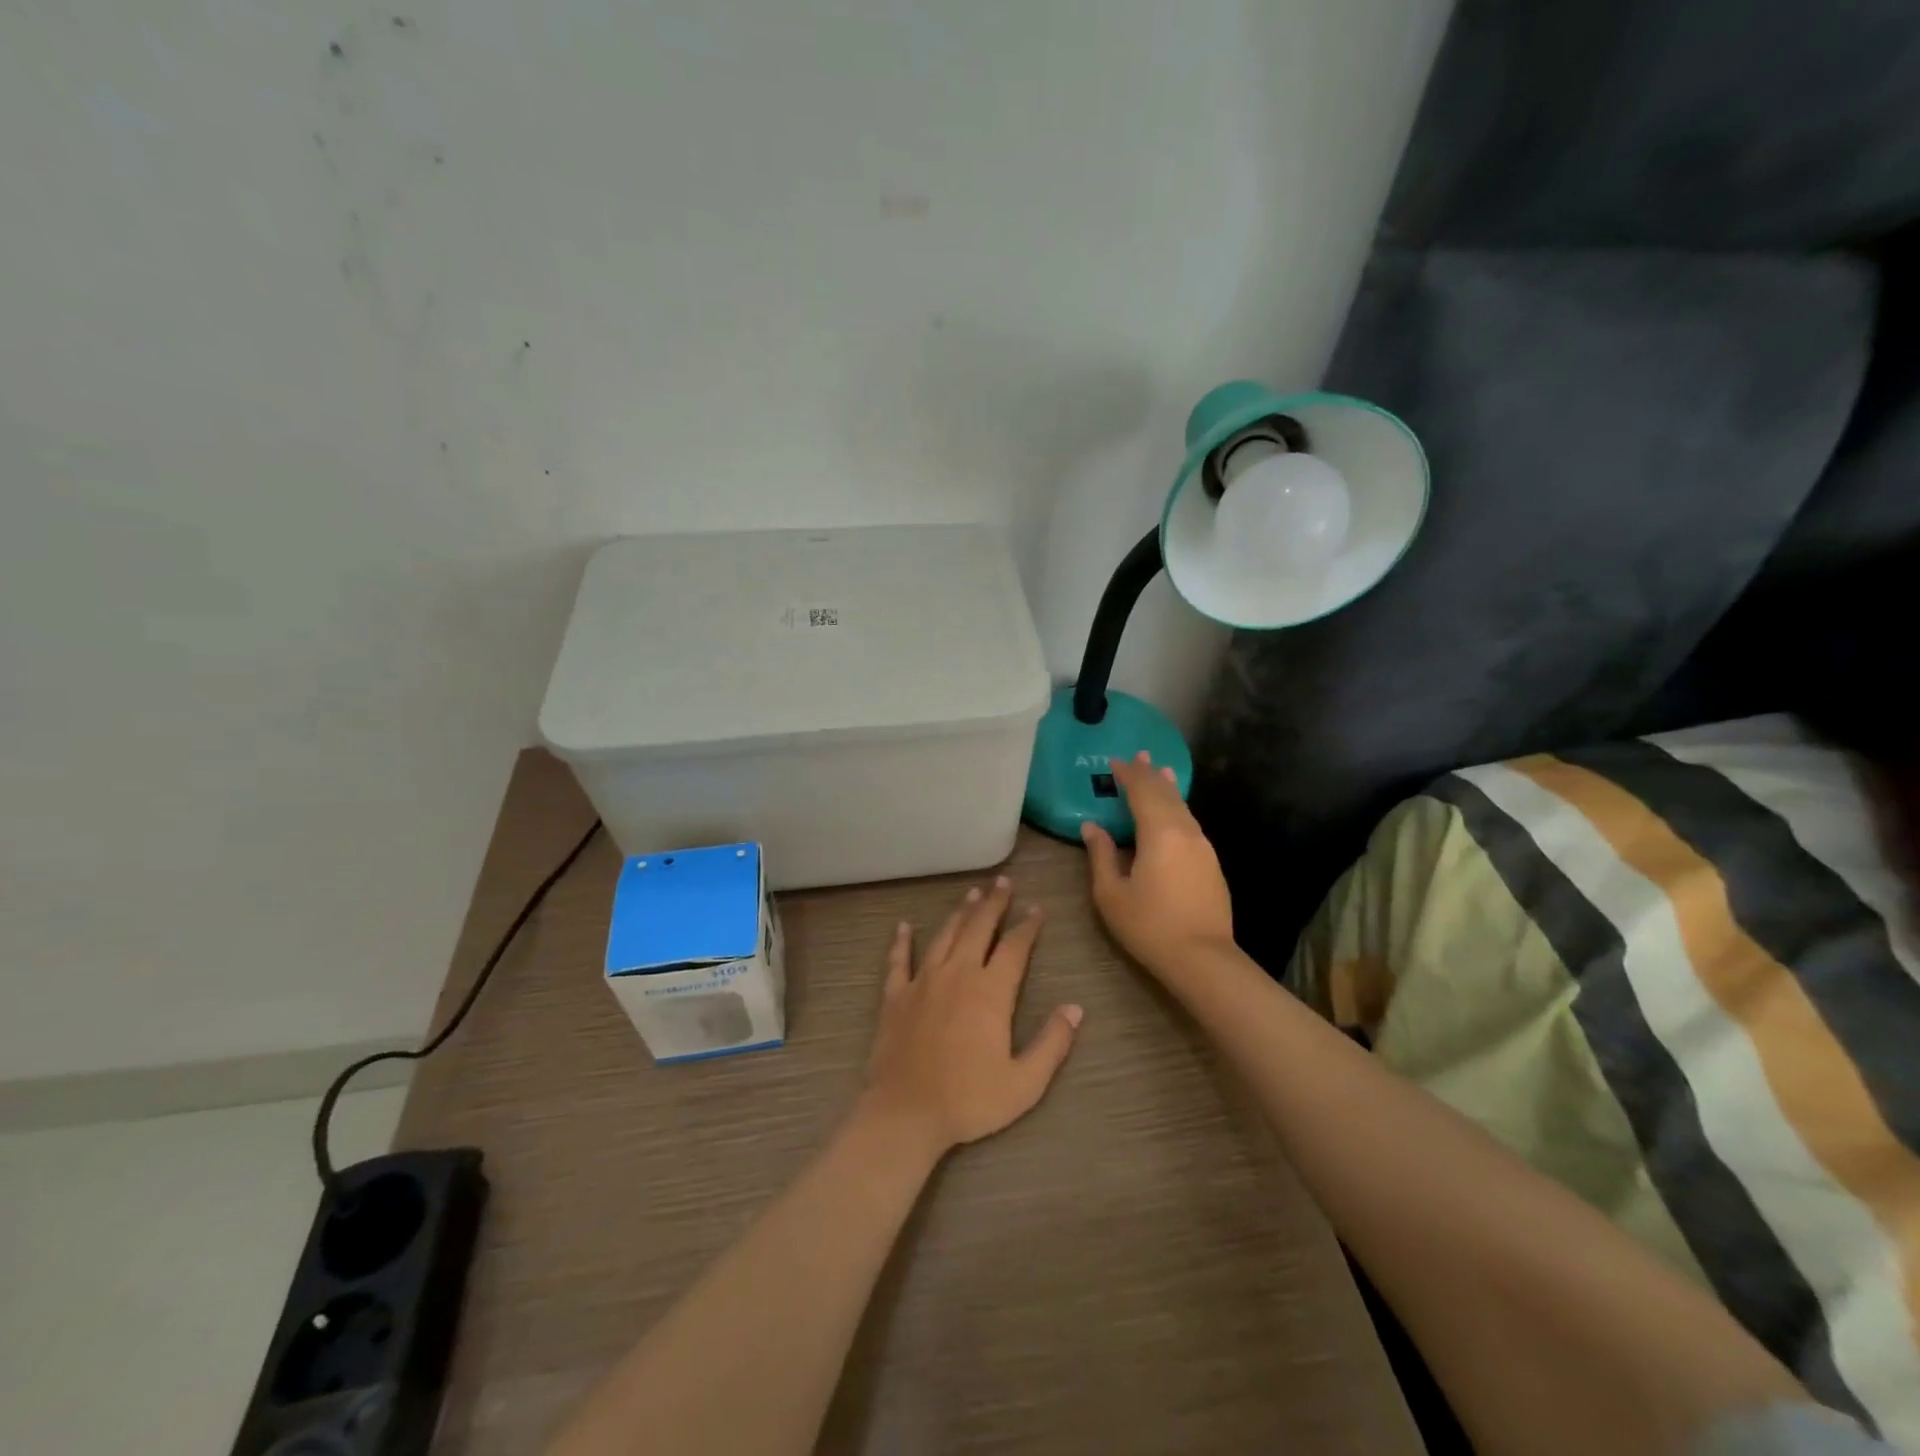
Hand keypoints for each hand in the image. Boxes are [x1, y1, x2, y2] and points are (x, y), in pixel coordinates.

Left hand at [859, 877, 1082, 1156]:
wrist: (905, 1112)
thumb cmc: (969, 1100)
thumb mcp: (1024, 1082)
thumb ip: (1052, 1043)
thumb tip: (1075, 1008)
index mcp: (991, 991)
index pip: (1015, 947)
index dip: (1028, 925)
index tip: (1036, 907)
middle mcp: (958, 974)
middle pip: (979, 928)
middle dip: (994, 903)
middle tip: (1002, 882)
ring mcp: (923, 981)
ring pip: (945, 935)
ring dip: (960, 913)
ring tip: (971, 893)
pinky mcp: (895, 995)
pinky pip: (898, 960)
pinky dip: (901, 941)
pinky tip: (903, 926)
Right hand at [1081, 752, 1234, 979]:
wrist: (1203, 958)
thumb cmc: (1149, 926)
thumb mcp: (1111, 894)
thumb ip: (1101, 855)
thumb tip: (1092, 827)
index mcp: (1159, 833)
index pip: (1142, 792)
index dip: (1128, 775)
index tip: (1115, 761)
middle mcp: (1185, 831)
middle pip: (1166, 794)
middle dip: (1150, 773)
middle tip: (1140, 754)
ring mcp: (1203, 847)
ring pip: (1183, 807)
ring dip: (1168, 788)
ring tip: (1160, 771)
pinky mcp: (1211, 863)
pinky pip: (1190, 823)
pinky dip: (1178, 808)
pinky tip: (1174, 812)